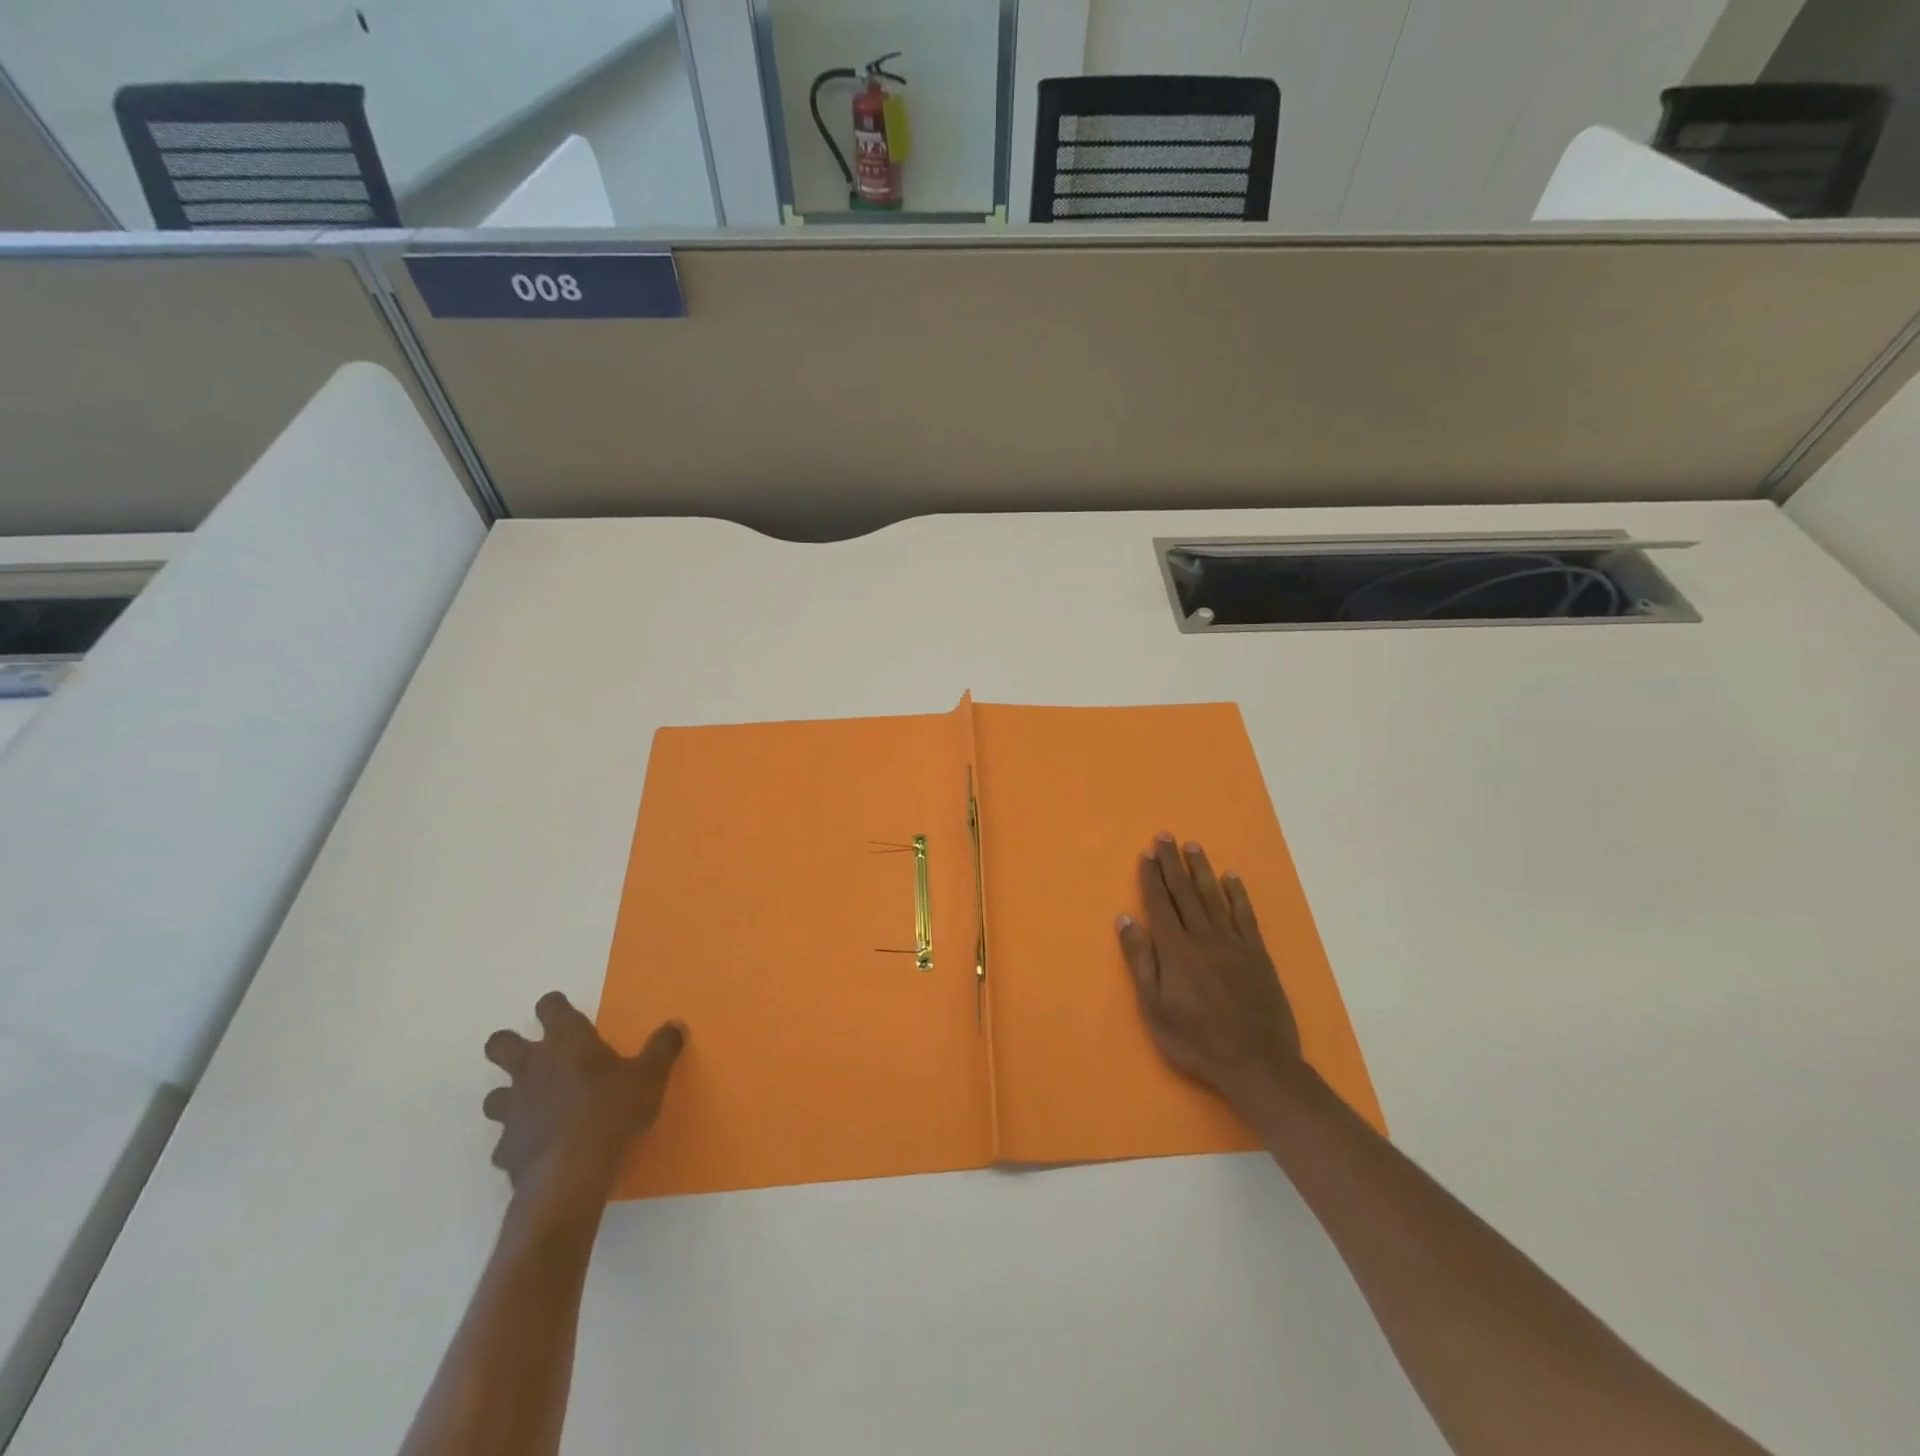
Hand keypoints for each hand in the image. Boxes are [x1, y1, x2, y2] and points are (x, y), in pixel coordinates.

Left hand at [482, 992, 685, 1207]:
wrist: (571, 1174)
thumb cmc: (612, 1112)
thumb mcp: (651, 1076)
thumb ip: (662, 1048)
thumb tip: (676, 1025)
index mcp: (568, 1042)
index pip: (550, 1007)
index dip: (554, 1007)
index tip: (564, 1012)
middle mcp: (532, 1068)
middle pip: (500, 1044)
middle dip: (509, 1046)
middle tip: (535, 1056)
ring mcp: (513, 1109)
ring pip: (494, 1095)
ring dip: (509, 1096)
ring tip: (534, 1105)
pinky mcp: (506, 1149)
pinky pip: (506, 1141)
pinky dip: (519, 1141)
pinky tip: (538, 1147)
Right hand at [1117, 835, 1303, 1111]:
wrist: (1257, 1064)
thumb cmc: (1196, 1040)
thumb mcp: (1154, 1007)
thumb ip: (1140, 961)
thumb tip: (1125, 919)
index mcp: (1176, 949)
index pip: (1160, 904)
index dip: (1151, 877)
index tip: (1146, 853)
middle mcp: (1203, 936)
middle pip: (1184, 892)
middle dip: (1172, 863)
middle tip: (1165, 836)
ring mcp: (1234, 943)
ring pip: (1213, 896)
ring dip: (1201, 869)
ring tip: (1192, 846)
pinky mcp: (1257, 954)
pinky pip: (1245, 915)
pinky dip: (1237, 893)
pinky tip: (1231, 877)